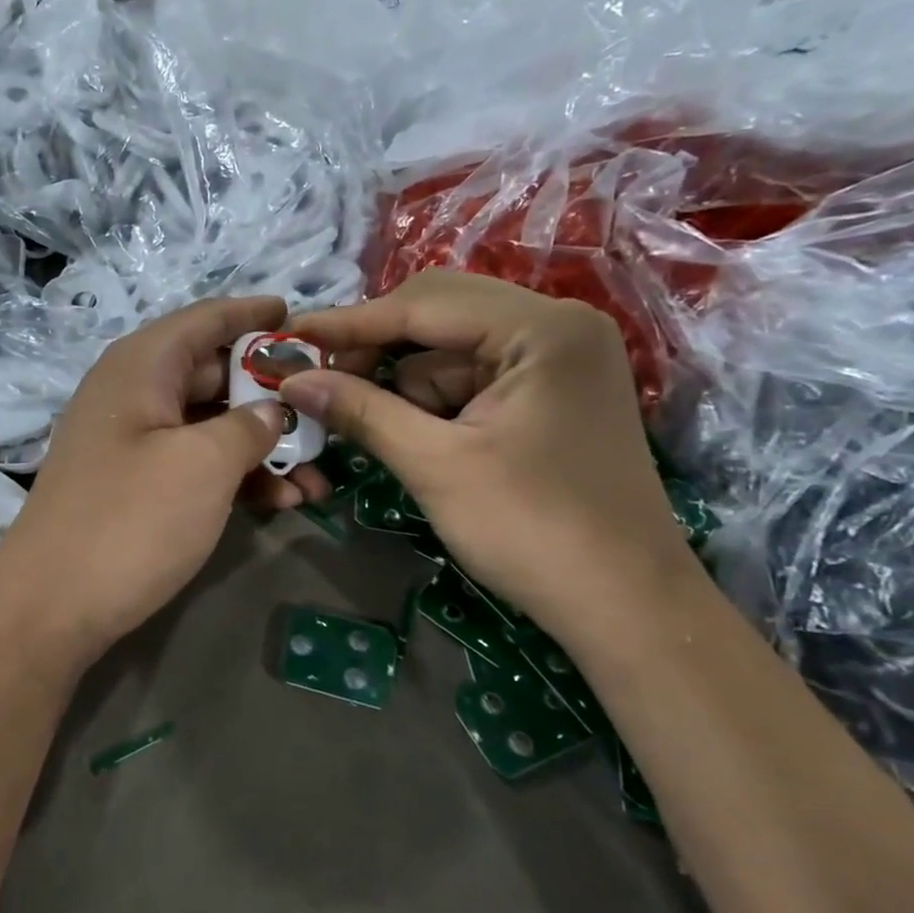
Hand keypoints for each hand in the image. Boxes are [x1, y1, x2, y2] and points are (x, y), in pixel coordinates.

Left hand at [0, 297, 293, 664]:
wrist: (49, 607)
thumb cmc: (130, 520)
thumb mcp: (203, 465)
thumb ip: (248, 426)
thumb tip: (270, 411)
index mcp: (141, 367)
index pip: (205, 320)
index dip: (253, 315)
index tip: (300, 317)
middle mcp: (132, 394)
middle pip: (212, 373)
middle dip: (272, 393)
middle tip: (326, 408)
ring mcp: (130, 443)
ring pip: (208, 426)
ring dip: (262, 446)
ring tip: (318, 476)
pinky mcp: (133, 487)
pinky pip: (192, 464)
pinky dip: (234, 476)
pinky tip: (281, 502)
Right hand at [281, 271, 699, 645]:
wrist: (626, 608)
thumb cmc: (533, 531)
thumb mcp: (435, 466)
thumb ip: (361, 410)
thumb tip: (291, 378)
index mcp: (542, 328)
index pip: (423, 304)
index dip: (347, 323)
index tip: (287, 336)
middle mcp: (556, 325)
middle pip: (439, 314)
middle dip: (375, 349)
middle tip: (316, 376)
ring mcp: (557, 359)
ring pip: (449, 350)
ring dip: (401, 382)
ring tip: (361, 419)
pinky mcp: (550, 393)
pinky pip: (471, 378)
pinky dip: (432, 401)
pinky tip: (408, 433)